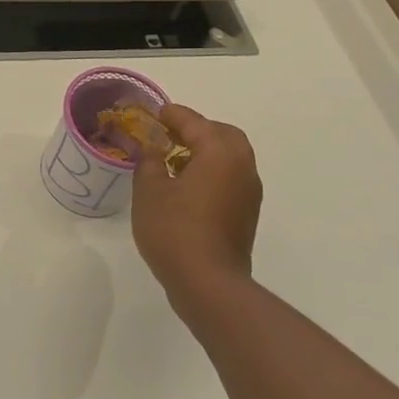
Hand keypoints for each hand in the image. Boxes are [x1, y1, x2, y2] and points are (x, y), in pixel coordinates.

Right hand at [131, 105, 261, 314]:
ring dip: (207, 151)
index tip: (154, 114)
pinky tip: (188, 187)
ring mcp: (249, 191)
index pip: (194, 122)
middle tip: (169, 136)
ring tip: (175, 161)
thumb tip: (152, 149)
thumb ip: (149, 161)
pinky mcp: (247, 212)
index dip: (171, 115)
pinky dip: (213, 171)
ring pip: (231, 156)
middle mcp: (242, 165)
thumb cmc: (175, 231)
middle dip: (197, 130)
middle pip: (222, 134)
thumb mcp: (149, 190)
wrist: (209, 284)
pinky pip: (232, 177)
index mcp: (219, 152)